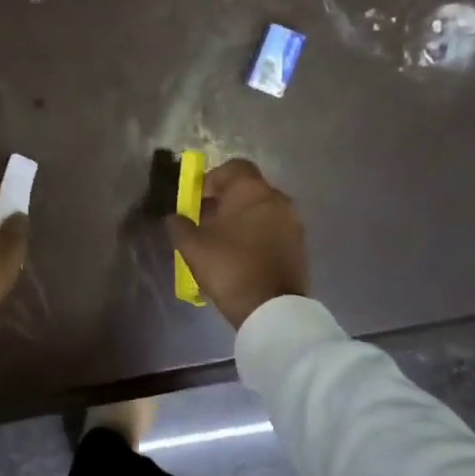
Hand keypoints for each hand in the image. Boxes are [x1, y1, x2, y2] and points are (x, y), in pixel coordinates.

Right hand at [164, 158, 308, 329]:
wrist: (271, 308)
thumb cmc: (229, 267)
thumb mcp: (191, 246)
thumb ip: (178, 225)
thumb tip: (175, 217)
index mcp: (252, 190)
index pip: (233, 167)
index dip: (212, 179)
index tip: (198, 200)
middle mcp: (277, 199)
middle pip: (248, 190)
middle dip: (225, 202)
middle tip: (206, 223)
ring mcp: (293, 223)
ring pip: (261, 211)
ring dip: (242, 220)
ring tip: (222, 243)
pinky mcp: (299, 246)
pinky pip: (273, 231)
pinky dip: (257, 236)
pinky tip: (241, 258)